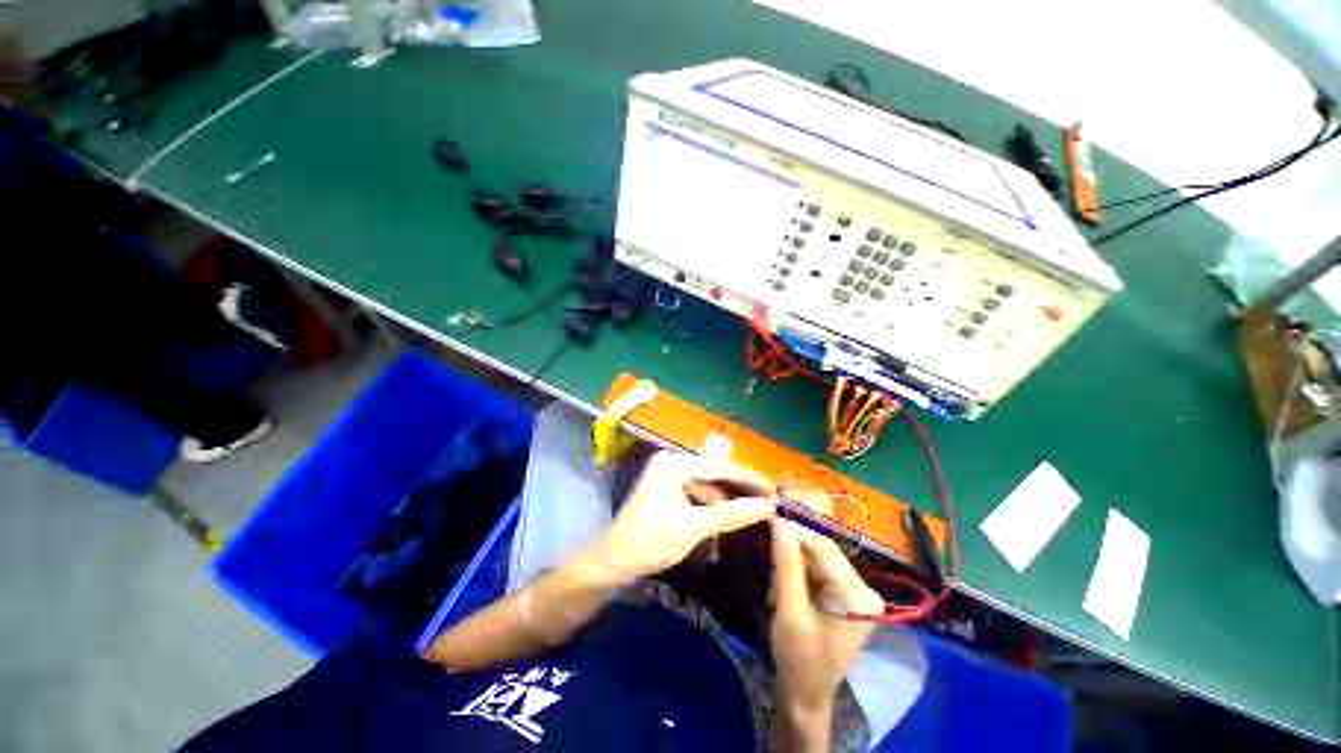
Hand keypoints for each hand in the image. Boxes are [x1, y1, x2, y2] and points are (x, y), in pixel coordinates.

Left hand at [593, 451, 776, 579]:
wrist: (614, 561)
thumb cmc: (651, 541)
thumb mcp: (693, 527)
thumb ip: (731, 514)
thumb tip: (767, 506)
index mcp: (673, 464)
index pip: (719, 467)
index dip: (748, 478)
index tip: (773, 489)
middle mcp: (670, 463)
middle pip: (713, 472)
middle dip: (739, 486)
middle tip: (768, 497)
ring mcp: (667, 475)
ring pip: (705, 483)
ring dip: (727, 496)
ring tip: (754, 506)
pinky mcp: (666, 489)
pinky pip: (696, 492)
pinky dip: (712, 503)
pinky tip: (729, 513)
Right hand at [769, 518, 883, 714]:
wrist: (805, 694)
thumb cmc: (798, 659)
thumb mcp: (789, 610)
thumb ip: (786, 565)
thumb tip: (779, 523)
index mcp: (859, 597)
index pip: (826, 549)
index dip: (797, 531)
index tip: (770, 518)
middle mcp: (864, 591)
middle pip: (824, 552)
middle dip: (794, 548)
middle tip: (768, 544)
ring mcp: (856, 594)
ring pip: (818, 559)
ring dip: (794, 560)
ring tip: (774, 573)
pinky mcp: (844, 597)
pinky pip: (818, 570)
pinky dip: (799, 571)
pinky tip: (784, 582)